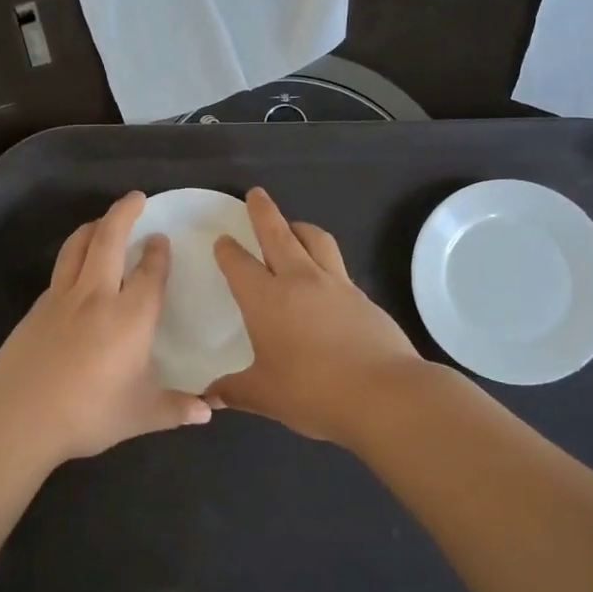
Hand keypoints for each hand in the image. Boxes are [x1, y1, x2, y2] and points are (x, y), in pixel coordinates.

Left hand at [0, 191, 210, 466]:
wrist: (18, 416)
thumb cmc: (88, 413)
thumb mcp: (140, 415)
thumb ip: (176, 409)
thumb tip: (208, 412)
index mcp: (130, 316)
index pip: (149, 272)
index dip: (158, 252)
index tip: (161, 239)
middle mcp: (97, 295)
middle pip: (109, 239)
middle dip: (124, 213)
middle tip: (136, 198)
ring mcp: (62, 298)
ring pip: (77, 247)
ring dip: (93, 227)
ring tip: (102, 222)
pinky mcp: (37, 308)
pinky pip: (60, 270)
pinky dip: (73, 256)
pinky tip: (76, 270)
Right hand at [210, 187, 427, 446]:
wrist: (384, 394)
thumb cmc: (313, 392)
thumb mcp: (265, 396)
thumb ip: (234, 391)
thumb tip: (208, 397)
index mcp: (266, 300)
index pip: (239, 264)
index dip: (228, 250)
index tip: (222, 239)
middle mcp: (299, 281)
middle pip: (278, 233)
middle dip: (263, 211)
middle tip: (256, 194)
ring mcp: (335, 285)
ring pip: (315, 239)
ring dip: (299, 226)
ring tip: (293, 225)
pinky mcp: (362, 297)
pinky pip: (338, 265)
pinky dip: (324, 257)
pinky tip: (324, 276)